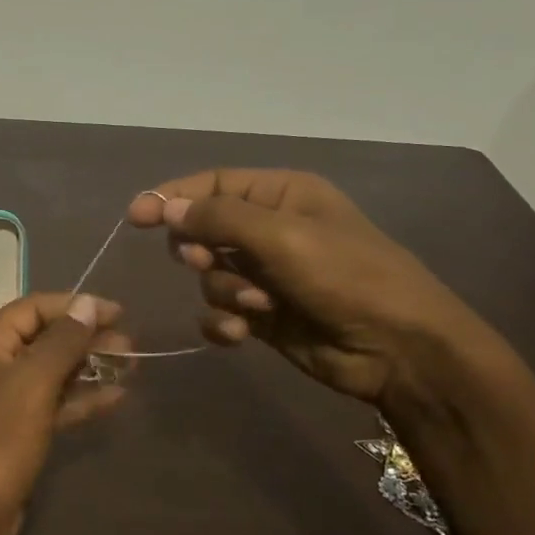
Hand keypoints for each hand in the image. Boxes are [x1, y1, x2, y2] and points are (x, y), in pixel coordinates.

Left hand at [0, 293, 128, 534]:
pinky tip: (116, 397)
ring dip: (89, 368)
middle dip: (87, 339)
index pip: (34, 309)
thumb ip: (62, 341)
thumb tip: (88, 303)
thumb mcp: (32, 384)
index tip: (119, 314)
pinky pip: (53, 404)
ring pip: (52, 372)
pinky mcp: (18, 431)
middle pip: (44, 339)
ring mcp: (4, 400)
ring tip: (131, 366)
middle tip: (131, 346)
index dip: (76, 306)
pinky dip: (81, 399)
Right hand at [128, 170, 497, 407]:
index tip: (136, 217)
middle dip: (201, 250)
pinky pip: (221, 310)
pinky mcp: (265, 315)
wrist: (399, 350)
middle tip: (206, 261)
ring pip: (211, 274)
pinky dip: (224, 321)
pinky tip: (240, 332)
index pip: (213, 185)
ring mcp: (268, 274)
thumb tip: (164, 207)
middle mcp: (272, 230)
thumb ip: (218, 219)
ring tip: (256, 305)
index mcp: (282, 196)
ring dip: (224, 290)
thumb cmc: (347, 277)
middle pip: (205, 230)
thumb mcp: (282, 237)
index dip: (172, 197)